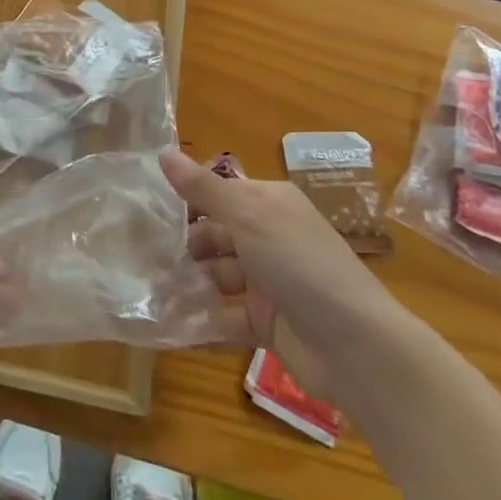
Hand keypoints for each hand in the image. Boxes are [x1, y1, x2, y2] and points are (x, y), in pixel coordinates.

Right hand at [163, 149, 396, 381]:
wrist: (355, 347)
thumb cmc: (298, 264)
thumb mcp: (247, 215)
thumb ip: (203, 188)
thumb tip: (163, 152)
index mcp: (270, 204)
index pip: (221, 193)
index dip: (188, 199)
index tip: (148, 208)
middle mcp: (270, 237)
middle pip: (216, 235)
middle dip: (185, 245)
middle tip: (145, 254)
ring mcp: (270, 282)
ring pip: (218, 275)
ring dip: (189, 282)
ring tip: (150, 288)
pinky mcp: (267, 323)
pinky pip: (225, 316)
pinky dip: (201, 320)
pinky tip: (169, 323)